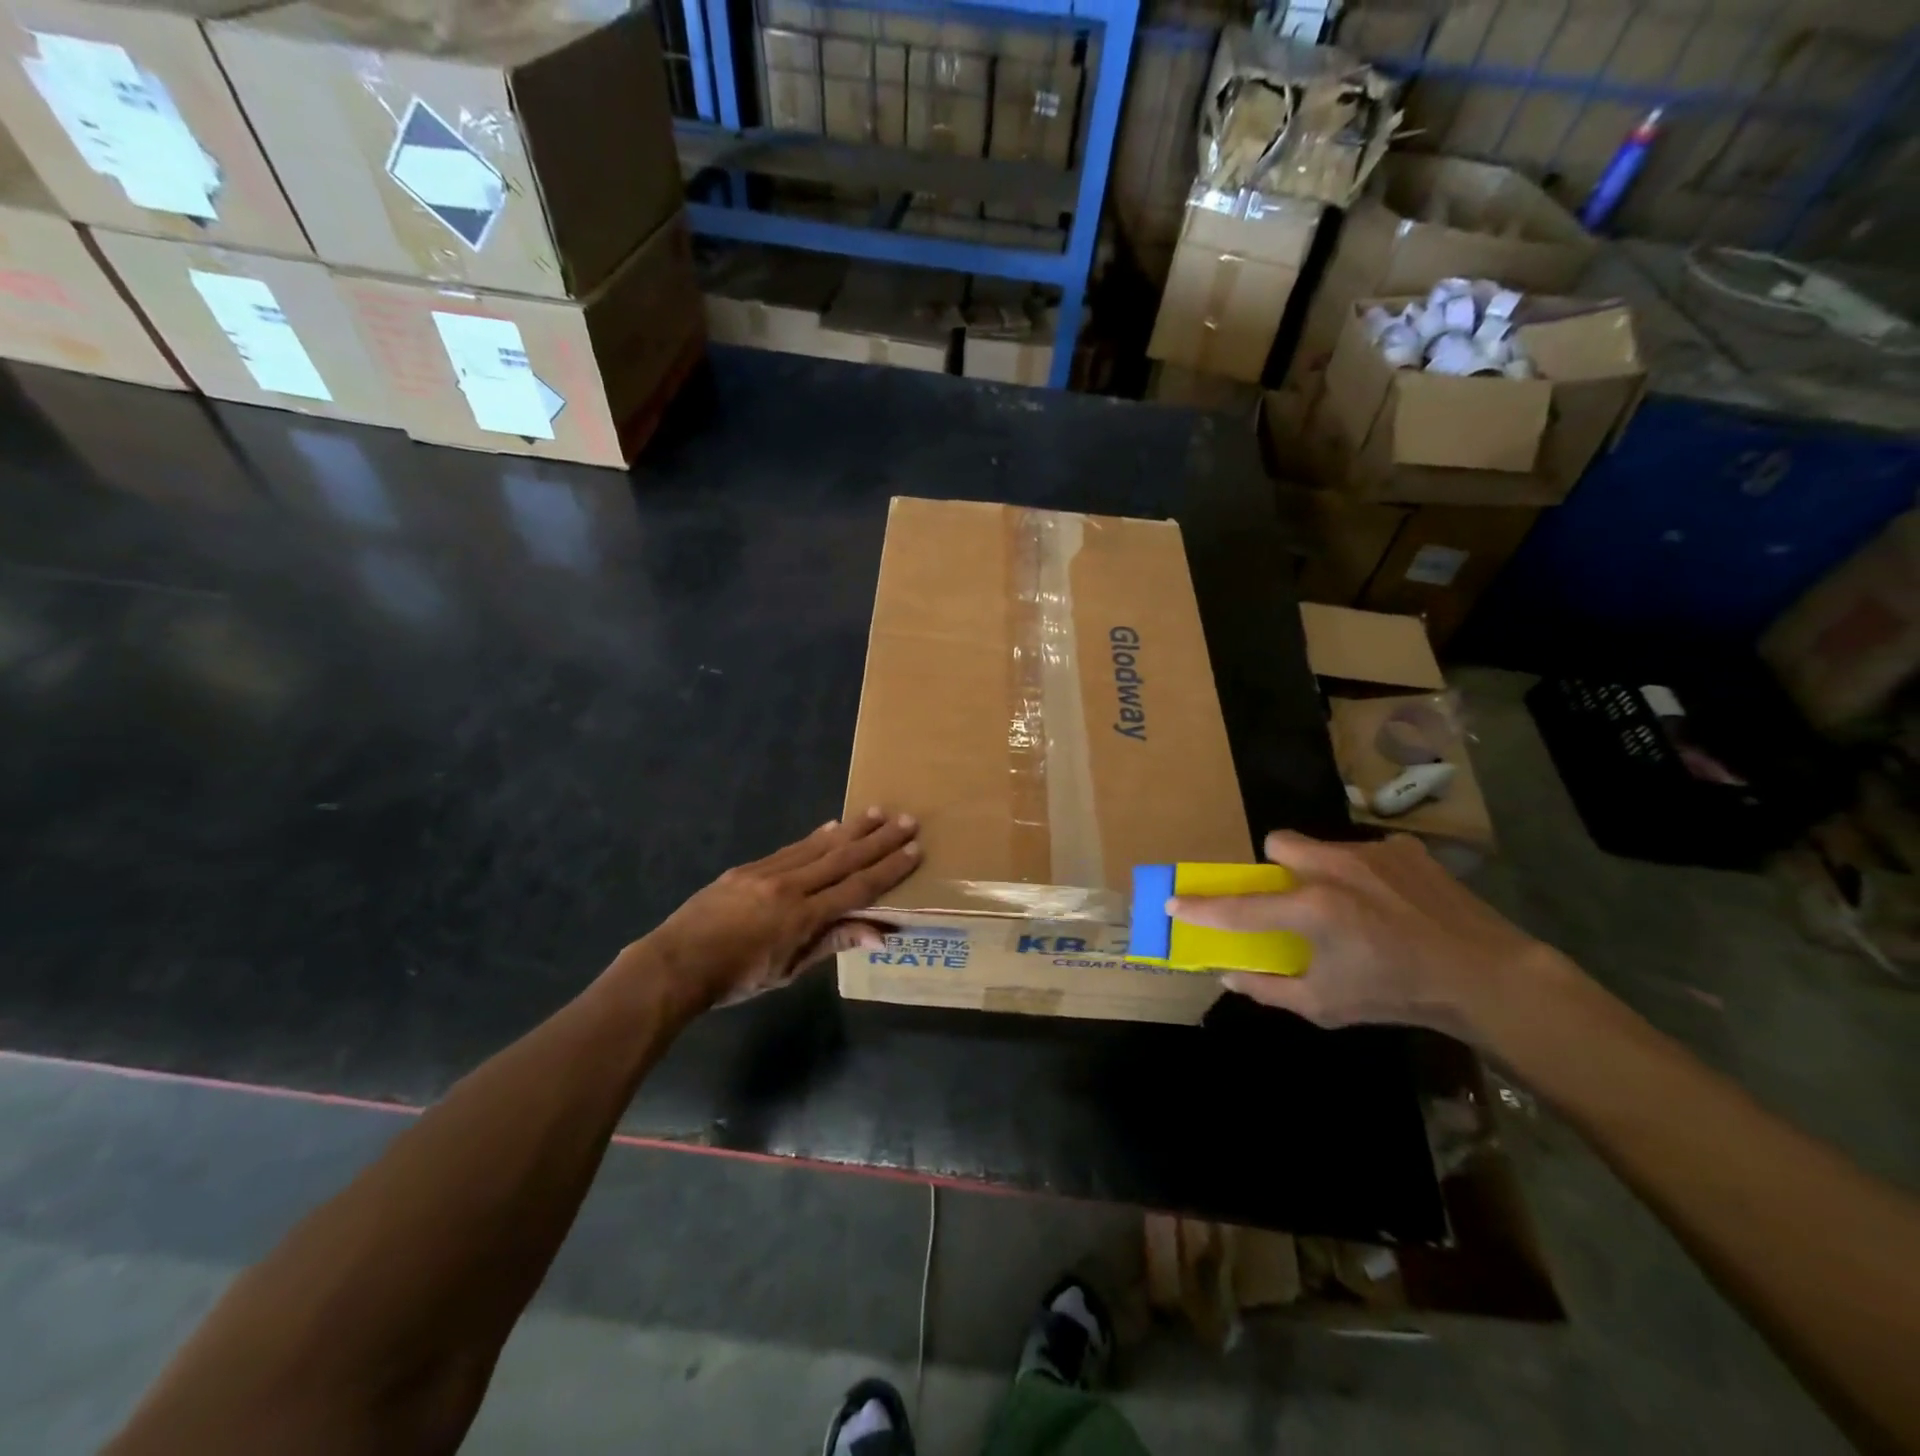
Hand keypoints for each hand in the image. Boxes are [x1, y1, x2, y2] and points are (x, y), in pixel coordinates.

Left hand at [642, 808, 920, 1006]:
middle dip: (879, 840)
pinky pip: (791, 848)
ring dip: (852, 829)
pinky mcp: (748, 867)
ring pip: (819, 846)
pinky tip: (832, 827)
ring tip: (877, 812)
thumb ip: (832, 944)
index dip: (888, 870)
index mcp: (803, 916)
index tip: (914, 851)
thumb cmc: (736, 978)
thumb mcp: (788, 970)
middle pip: (843, 859)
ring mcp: (767, 872)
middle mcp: (789, 886)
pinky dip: (816, 837)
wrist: (675, 963)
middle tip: (907, 820)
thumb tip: (879, 934)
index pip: (857, 888)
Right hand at [1169, 830, 1562, 1041]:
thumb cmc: (1397, 995)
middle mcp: (1334, 869)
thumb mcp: (1326, 1006)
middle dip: (1274, 868)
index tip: (1172, 902)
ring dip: (1320, 872)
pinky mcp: (1403, 849)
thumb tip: (1228, 975)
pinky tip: (1391, 903)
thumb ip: (1269, 989)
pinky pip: (1365, 853)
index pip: (1239, 907)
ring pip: (1321, 847)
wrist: (1488, 977)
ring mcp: (1371, 853)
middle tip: (1292, 900)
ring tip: (1351, 906)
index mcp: (1312, 909)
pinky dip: (1365, 874)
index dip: (1201, 907)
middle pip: (1278, 843)